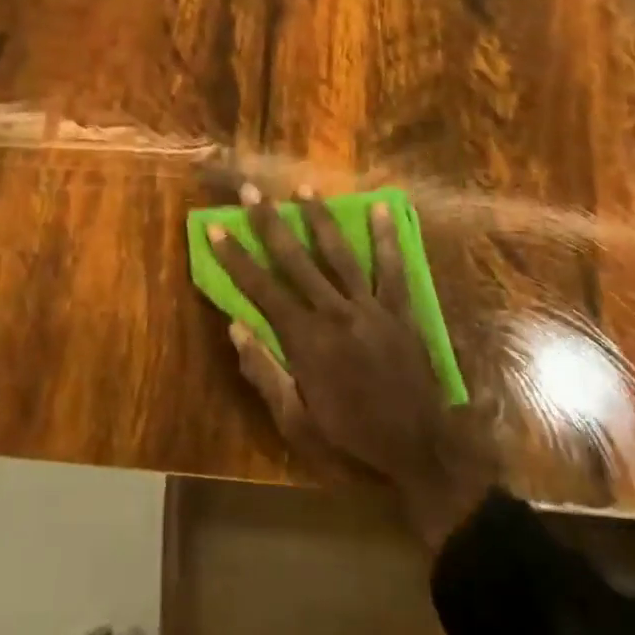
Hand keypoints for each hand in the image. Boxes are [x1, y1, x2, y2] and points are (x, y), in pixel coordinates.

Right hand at [205, 184, 496, 547]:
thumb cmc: (350, 438)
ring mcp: (371, 307)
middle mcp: (335, 313)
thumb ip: (264, 372)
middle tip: (252, 189)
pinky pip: (392, 267)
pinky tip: (380, 208)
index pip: (261, 289)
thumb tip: (235, 327)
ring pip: (339, 254)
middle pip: (295, 260)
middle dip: (270, 222)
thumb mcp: (295, 420)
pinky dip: (385, 238)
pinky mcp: (401, 310)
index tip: (216, 227)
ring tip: (303, 186)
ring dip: (319, 218)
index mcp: (305, 340)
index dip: (235, 257)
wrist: (418, 448)